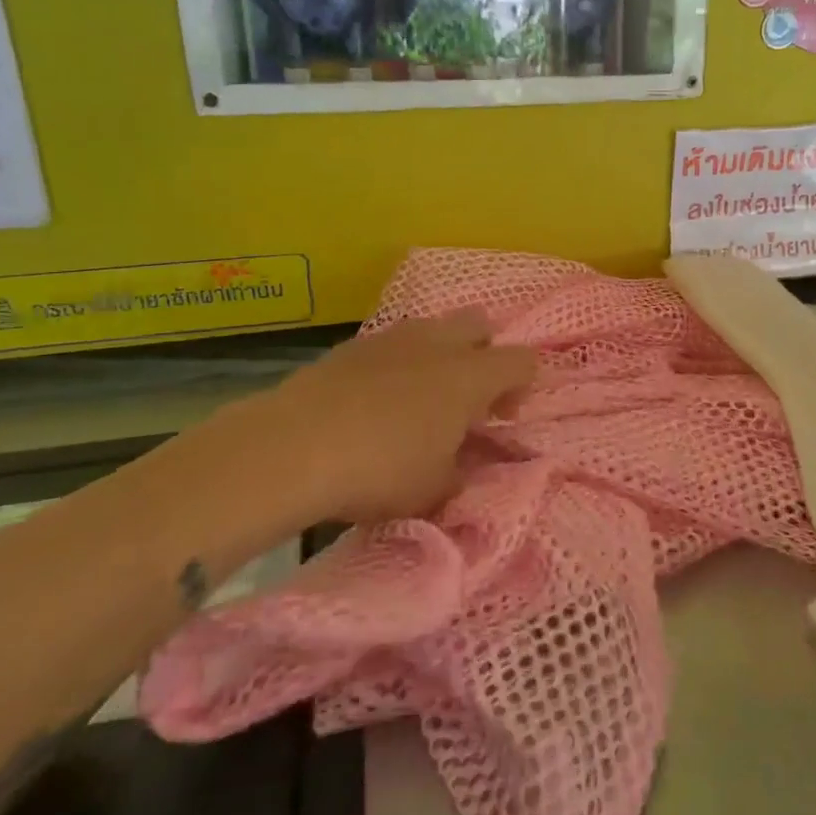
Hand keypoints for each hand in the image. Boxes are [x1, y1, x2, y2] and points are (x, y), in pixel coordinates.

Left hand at [238, 308, 537, 525]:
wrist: (293, 446)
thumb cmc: (380, 469)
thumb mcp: (434, 490)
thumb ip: (460, 473)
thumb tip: (461, 466)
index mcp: (470, 376)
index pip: (522, 360)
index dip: (522, 385)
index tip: (500, 418)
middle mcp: (437, 344)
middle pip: (479, 325)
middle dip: (483, 353)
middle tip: (468, 398)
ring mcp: (392, 338)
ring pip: (432, 327)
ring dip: (439, 354)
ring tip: (420, 397)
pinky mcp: (352, 345)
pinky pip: (391, 342)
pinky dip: (397, 363)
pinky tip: (375, 399)